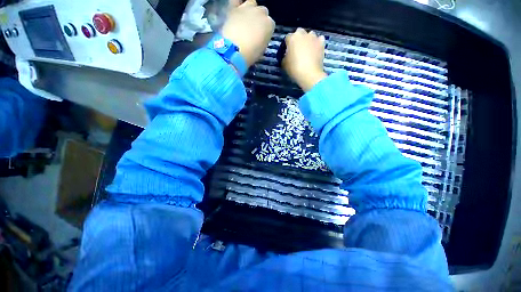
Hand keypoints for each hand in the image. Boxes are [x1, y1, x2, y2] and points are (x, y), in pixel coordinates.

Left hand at [222, 0, 274, 67]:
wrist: (234, 51)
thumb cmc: (250, 54)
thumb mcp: (262, 49)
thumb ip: (263, 39)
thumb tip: (260, 36)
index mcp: (269, 25)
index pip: (270, 24)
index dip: (265, 30)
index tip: (261, 37)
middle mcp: (261, 13)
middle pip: (262, 11)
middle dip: (259, 19)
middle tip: (253, 29)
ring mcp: (247, 8)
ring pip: (252, 3)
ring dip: (250, 10)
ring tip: (245, 20)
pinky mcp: (234, 8)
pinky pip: (237, 1)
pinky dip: (237, 4)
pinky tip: (237, 11)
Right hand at [282, 28, 327, 91]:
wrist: (309, 74)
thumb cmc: (294, 69)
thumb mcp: (284, 64)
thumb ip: (284, 56)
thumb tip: (286, 55)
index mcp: (292, 38)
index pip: (287, 38)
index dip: (287, 45)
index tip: (287, 52)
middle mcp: (303, 34)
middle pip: (299, 33)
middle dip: (298, 39)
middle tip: (297, 50)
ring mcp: (314, 37)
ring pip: (310, 35)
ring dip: (308, 40)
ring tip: (307, 50)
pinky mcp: (322, 43)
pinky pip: (319, 40)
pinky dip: (317, 43)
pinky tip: (315, 50)